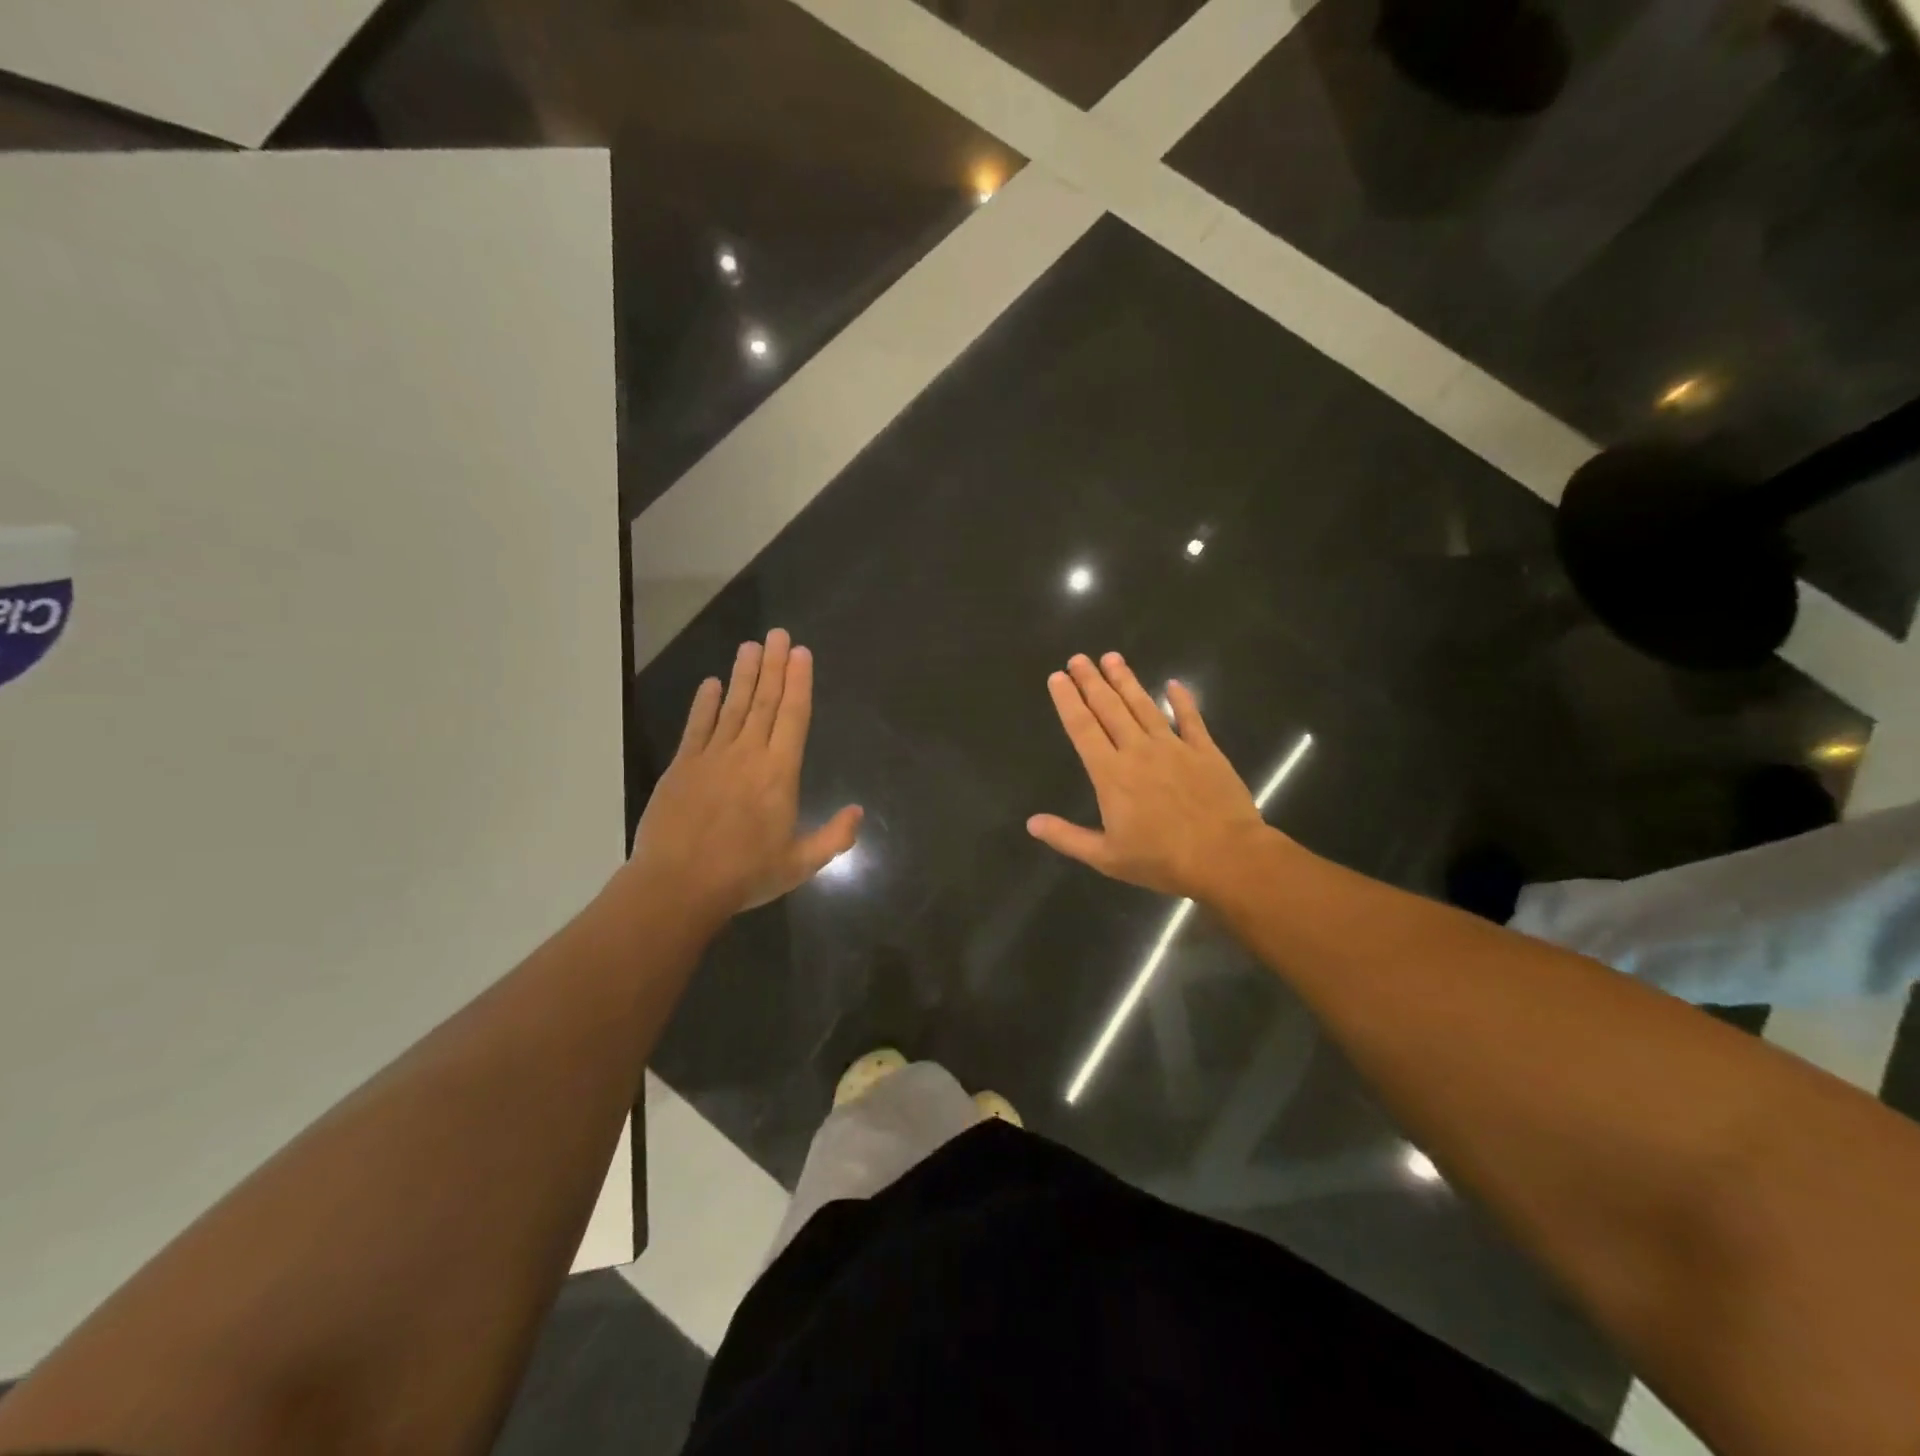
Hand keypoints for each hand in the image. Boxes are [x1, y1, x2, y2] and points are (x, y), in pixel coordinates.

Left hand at [626, 629, 861, 920]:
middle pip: (764, 702)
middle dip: (773, 666)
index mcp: (780, 773)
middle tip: (777, 634)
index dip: (799, 683)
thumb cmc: (745, 875)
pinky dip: (704, 704)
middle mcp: (749, 755)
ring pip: (733, 706)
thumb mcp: (800, 864)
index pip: (793, 717)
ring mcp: (712, 757)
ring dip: (743, 675)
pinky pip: (697, 726)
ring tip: (750, 646)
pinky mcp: (683, 766)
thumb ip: (834, 837)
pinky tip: (711, 683)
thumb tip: (859, 812)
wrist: (678, 886)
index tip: (801, 653)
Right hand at [1028, 652, 1270, 900]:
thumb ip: (1067, 837)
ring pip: (1144, 706)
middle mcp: (1138, 751)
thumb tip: (1032, 823)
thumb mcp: (1107, 857)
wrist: (1226, 857)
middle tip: (1079, 658)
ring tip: (1112, 657)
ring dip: (1126, 681)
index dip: (1068, 701)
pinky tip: (1174, 684)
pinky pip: (1191, 719)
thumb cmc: (1162, 860)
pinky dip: (1182, 700)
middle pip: (1109, 708)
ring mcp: (1174, 747)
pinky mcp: (1205, 751)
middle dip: (1092, 681)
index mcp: (1111, 774)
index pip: (1082, 729)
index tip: (1058, 677)